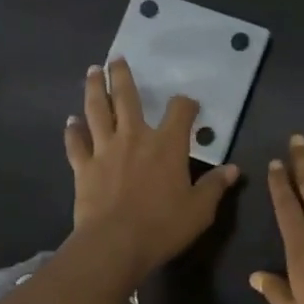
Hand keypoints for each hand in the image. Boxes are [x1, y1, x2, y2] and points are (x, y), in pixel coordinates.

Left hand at [64, 58, 240, 280]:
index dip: (186, 104)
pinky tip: (71, 121)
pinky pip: (76, 143)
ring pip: (97, 111)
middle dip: (122, 76)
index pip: (180, 112)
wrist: (115, 244)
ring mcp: (105, 150)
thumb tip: (232, 170)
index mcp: (167, 145)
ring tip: (92, 72)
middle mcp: (135, 138)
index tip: (189, 104)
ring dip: (94, 89)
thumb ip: (214, 186)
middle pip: (126, 98)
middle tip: (116, 59)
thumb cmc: (163, 226)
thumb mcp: (200, 210)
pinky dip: (73, 131)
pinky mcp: (83, 167)